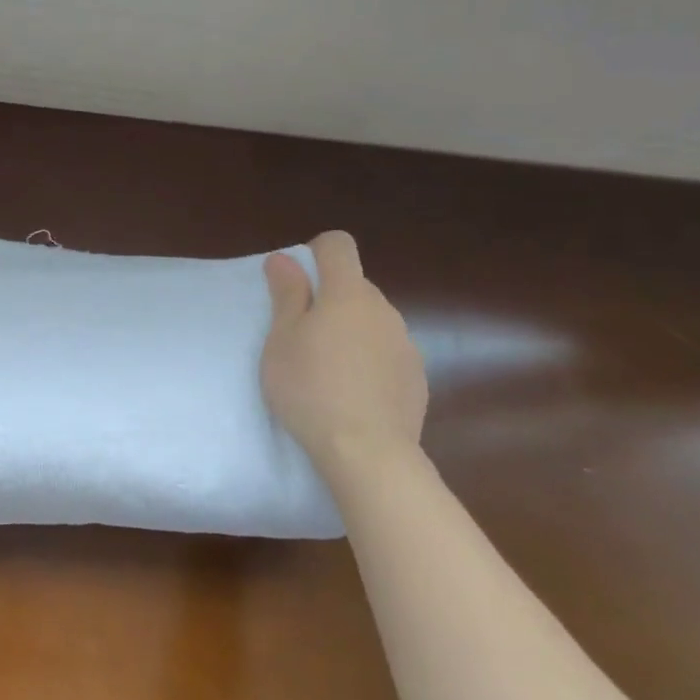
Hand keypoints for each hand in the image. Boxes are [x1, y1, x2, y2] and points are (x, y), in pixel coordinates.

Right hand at [262, 230, 426, 485]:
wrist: (368, 454)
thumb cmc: (311, 389)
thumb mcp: (282, 341)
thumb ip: (287, 294)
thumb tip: (285, 258)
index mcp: (347, 293)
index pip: (338, 245)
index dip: (315, 253)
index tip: (296, 283)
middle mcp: (383, 309)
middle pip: (354, 286)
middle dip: (329, 299)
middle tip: (301, 337)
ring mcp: (405, 344)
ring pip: (371, 321)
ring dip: (350, 331)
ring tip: (327, 371)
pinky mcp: (416, 378)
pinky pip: (387, 353)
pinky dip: (369, 362)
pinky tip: (353, 395)